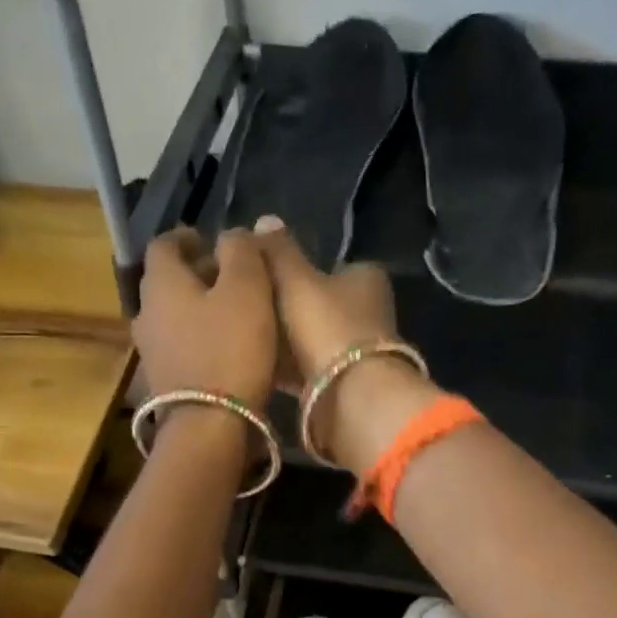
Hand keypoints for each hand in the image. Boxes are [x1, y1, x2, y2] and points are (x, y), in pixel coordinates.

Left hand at [134, 226, 277, 408]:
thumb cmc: (230, 350)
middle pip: (167, 281)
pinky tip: (226, 348)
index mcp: (161, 283)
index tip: (211, 241)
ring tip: (233, 313)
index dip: (187, 237)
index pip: (163, 244)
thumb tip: (232, 234)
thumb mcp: (247, 290)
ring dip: (198, 307)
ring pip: (173, 315)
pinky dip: (199, 337)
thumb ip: (241, 252)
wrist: (208, 426)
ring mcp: (151, 351)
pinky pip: (180, 345)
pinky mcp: (164, 381)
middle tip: (231, 276)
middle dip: (196, 273)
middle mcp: (146, 313)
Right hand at [253, 217, 436, 473]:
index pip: (330, 265)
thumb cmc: (326, 326)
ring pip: (314, 338)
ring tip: (247, 336)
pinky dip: (288, 367)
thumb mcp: (296, 280)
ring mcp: (358, 351)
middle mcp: (369, 312)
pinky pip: (309, 368)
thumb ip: (279, 251)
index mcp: (366, 279)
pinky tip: (259, 364)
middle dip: (289, 307)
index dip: (297, 269)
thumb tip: (264, 220)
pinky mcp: (345, 383)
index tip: (264, 277)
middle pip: (321, 304)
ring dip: (286, 340)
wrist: (349, 397)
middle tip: (249, 308)